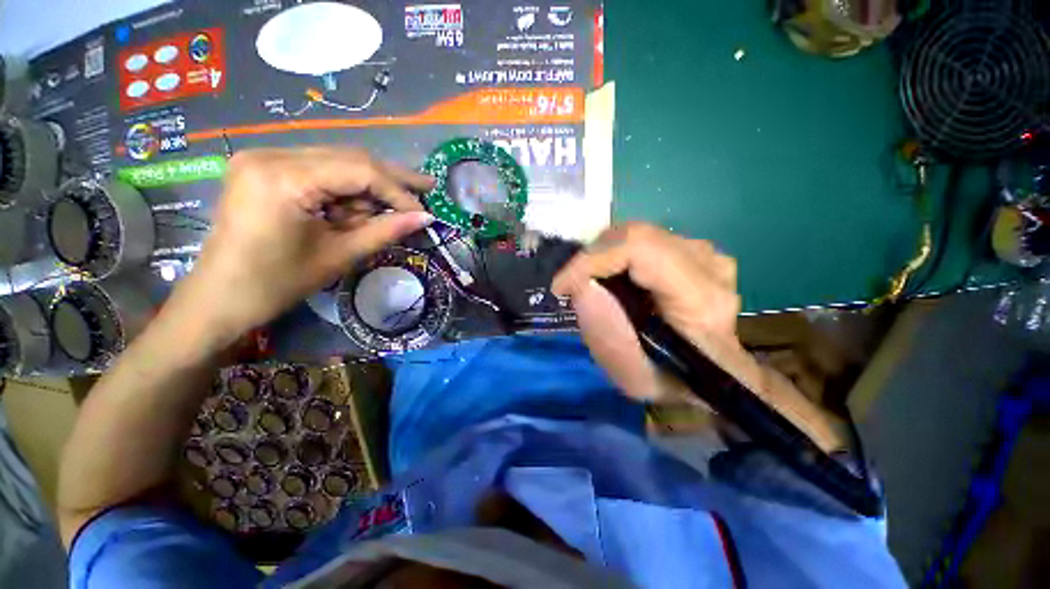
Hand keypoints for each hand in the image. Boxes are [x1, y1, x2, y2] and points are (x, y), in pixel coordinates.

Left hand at [170, 147, 434, 347]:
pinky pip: (320, 169)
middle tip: (427, 186)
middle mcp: (271, 154)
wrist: (221, 297)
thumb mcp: (339, 256)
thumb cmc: (278, 283)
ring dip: (370, 185)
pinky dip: (347, 188)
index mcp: (283, 178)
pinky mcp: (264, 167)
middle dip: (391, 178)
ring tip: (397, 205)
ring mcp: (264, 157)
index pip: (360, 170)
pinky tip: (360, 206)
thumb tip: (426, 218)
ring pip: (337, 161)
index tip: (423, 212)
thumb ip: (385, 231)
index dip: (398, 191)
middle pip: (349, 157)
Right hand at [552, 222, 743, 400]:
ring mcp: (705, 253)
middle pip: (636, 235)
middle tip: (572, 286)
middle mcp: (710, 265)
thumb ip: (606, 334)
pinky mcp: (695, 251)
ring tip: (589, 282)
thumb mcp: (634, 377)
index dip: (592, 260)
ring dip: (603, 257)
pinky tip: (613, 277)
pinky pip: (645, 240)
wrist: (708, 373)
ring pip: (637, 234)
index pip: (640, 248)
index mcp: (702, 299)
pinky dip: (618, 255)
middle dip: (592, 258)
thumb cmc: (674, 381)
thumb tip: (580, 285)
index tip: (562, 287)